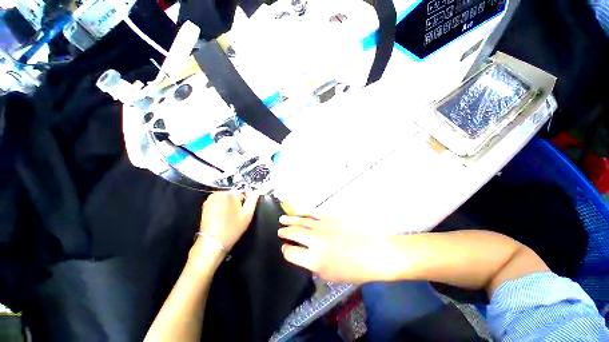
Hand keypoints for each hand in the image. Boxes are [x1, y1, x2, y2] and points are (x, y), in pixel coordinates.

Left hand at [199, 192, 257, 251]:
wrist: (213, 242)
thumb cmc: (232, 228)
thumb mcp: (248, 214)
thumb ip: (253, 200)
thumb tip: (255, 192)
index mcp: (231, 193)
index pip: (243, 191)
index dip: (246, 200)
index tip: (245, 209)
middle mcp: (220, 193)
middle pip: (233, 194)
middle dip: (237, 202)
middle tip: (237, 214)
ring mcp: (211, 199)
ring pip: (226, 198)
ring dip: (229, 204)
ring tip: (229, 217)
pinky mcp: (205, 205)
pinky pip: (218, 202)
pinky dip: (221, 207)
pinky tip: (222, 217)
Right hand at [278, 216, 393, 283]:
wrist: (375, 251)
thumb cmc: (355, 269)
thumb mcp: (331, 275)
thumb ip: (314, 265)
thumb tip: (305, 255)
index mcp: (314, 260)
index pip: (291, 253)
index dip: (286, 251)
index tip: (285, 249)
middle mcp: (314, 240)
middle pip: (293, 234)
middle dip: (284, 233)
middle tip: (279, 231)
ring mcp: (321, 226)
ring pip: (300, 221)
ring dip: (290, 220)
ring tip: (282, 219)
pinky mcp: (329, 216)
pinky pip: (312, 213)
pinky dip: (303, 213)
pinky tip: (298, 213)